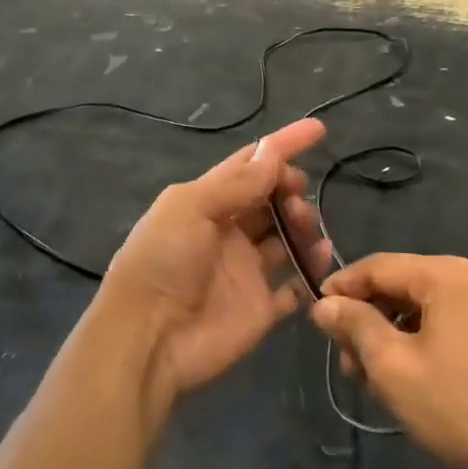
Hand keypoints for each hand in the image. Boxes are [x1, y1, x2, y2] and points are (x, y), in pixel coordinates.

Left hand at [99, 118, 330, 412]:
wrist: (148, 338)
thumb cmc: (163, 261)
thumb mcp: (192, 208)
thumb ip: (237, 184)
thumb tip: (274, 155)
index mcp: (206, 202)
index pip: (250, 165)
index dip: (282, 146)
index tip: (318, 130)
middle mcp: (228, 232)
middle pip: (271, 200)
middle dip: (291, 191)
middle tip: (298, 200)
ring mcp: (246, 271)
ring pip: (287, 238)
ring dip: (303, 227)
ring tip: (307, 231)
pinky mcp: (260, 308)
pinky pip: (294, 287)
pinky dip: (310, 273)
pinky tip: (319, 263)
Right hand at [311, 254, 467, 468]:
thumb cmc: (459, 408)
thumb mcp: (392, 366)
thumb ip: (354, 325)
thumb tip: (323, 304)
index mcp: (447, 275)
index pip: (378, 266)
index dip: (341, 287)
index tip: (314, 315)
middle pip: (401, 286)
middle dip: (367, 319)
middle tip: (343, 360)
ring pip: (422, 309)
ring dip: (390, 336)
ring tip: (369, 378)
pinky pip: (447, 325)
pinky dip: (419, 344)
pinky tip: (405, 379)